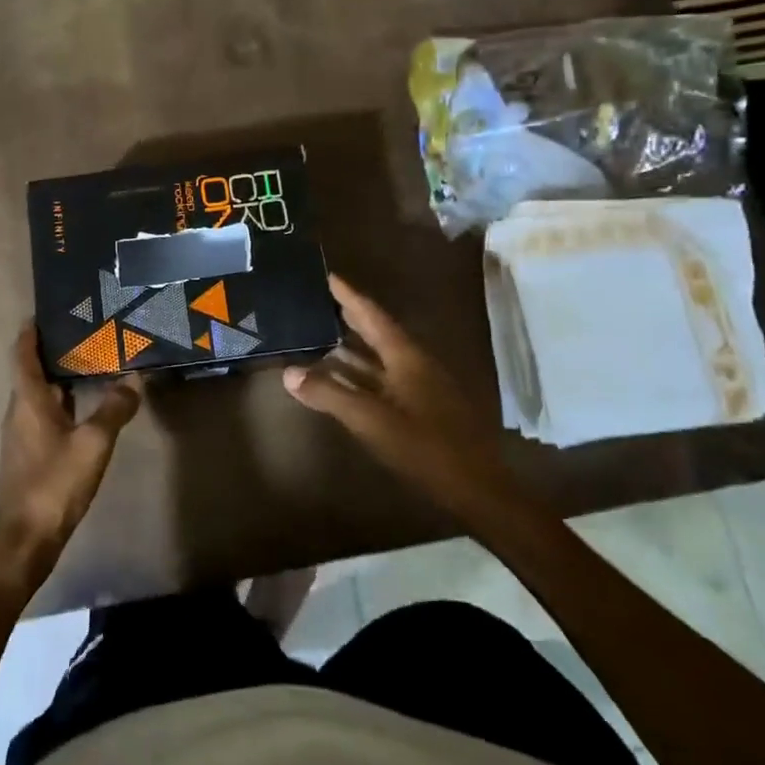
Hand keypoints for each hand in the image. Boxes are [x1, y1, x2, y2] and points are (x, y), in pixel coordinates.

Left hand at [0, 324, 142, 596]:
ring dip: (61, 377)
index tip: (47, 311)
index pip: (22, 353)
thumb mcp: (93, 444)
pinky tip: (87, 407)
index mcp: (27, 400)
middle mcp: (19, 411)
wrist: (24, 540)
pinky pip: (46, 415)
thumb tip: (134, 379)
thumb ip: (114, 409)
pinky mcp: (30, 454)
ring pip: (40, 395)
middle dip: (54, 350)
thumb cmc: (54, 484)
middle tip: (86, 332)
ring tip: (92, 362)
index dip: (31, 331)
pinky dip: (64, 402)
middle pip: (32, 371)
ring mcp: (22, 434)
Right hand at [282, 274, 500, 509]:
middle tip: (318, 301)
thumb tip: (288, 373)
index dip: (349, 295)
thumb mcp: (371, 421)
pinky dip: (360, 375)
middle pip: (377, 332)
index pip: (372, 316)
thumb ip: (330, 395)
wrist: (476, 488)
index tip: (327, 276)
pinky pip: (383, 380)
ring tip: (321, 336)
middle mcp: (415, 365)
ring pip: (379, 359)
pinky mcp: (421, 408)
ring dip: (352, 348)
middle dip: (349, 316)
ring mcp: (420, 387)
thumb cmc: (426, 447)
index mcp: (406, 358)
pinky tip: (343, 381)